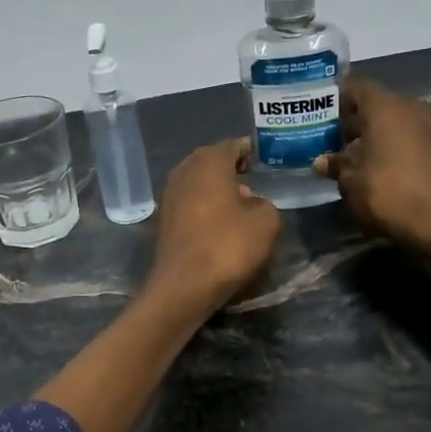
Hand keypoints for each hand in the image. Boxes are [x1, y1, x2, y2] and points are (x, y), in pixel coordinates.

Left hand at [147, 139, 281, 314]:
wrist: (184, 286)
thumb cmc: (228, 245)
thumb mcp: (266, 220)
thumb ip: (264, 201)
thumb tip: (250, 201)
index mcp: (209, 161)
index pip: (233, 145)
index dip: (250, 152)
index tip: (262, 161)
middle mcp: (184, 170)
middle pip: (212, 161)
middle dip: (231, 169)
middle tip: (252, 180)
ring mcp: (169, 195)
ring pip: (198, 182)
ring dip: (216, 189)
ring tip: (239, 204)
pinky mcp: (164, 219)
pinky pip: (190, 203)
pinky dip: (204, 206)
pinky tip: (219, 222)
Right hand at [314, 77, 430, 250]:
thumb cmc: (387, 192)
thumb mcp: (351, 181)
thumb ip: (336, 164)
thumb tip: (322, 161)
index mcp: (385, 106)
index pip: (355, 86)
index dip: (336, 96)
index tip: (320, 111)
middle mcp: (410, 107)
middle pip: (376, 103)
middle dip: (354, 118)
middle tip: (331, 136)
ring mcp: (430, 126)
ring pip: (395, 120)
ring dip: (374, 133)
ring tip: (353, 153)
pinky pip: (409, 136)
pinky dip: (393, 144)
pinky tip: (378, 165)